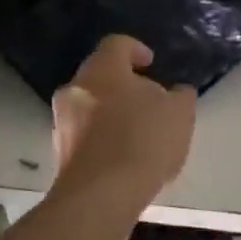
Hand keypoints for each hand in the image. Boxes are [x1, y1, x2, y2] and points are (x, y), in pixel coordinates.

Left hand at [50, 36, 195, 207]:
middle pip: (100, 76)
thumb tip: (176, 92)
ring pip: (89, 106)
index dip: (136, 50)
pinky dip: (102, 138)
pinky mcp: (60, 153)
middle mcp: (74, 88)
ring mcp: (61, 121)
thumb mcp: (179, 113)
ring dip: (111, 113)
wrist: (101, 195)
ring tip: (139, 133)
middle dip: (124, 85)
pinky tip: (124, 157)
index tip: (151, 64)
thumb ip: (180, 96)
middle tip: (149, 100)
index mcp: (101, 69)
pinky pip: (84, 135)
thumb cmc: (143, 140)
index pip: (117, 44)